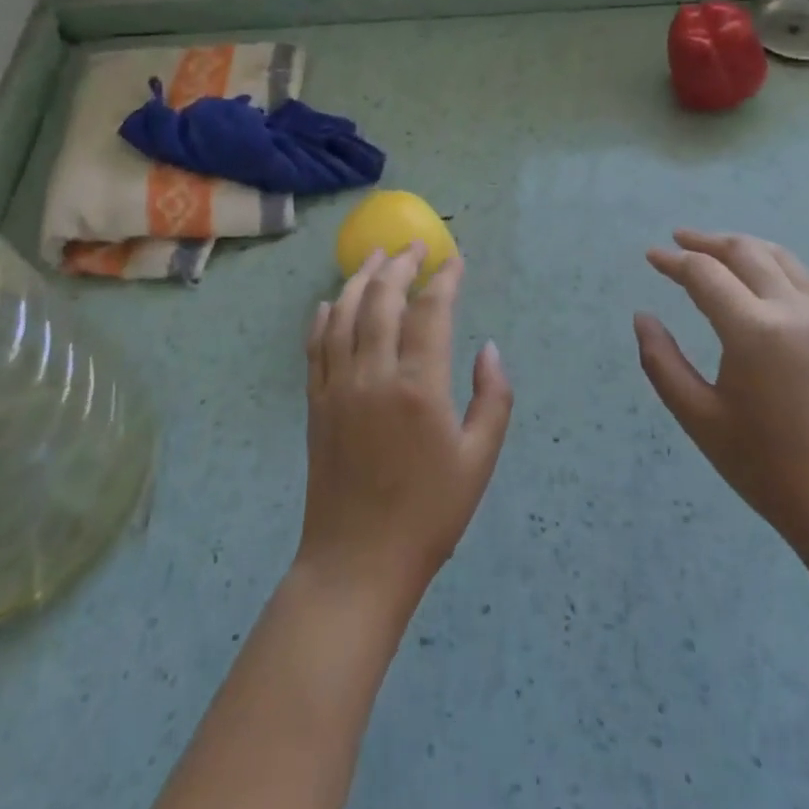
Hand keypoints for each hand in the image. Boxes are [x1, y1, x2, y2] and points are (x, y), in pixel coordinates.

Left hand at [297, 244, 512, 613]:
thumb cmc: (429, 514)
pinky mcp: (316, 403)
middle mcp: (374, 375)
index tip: (454, 261)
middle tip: (414, 246)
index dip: (444, 280)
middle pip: (383, 300)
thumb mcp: (479, 461)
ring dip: (360, 279)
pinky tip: (330, 302)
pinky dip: (324, 316)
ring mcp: (339, 386)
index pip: (430, 312)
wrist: (357, 562)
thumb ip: (492, 398)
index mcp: (419, 387)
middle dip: (400, 265)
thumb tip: (488, 348)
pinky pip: (317, 346)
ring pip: (344, 314)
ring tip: (374, 256)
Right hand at [636, 230, 808, 558]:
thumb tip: (642, 318)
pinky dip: (774, 266)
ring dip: (744, 247)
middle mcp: (793, 311)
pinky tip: (761, 281)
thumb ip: (662, 362)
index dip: (674, 261)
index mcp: (754, 330)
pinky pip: (804, 281)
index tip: (651, 257)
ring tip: (717, 250)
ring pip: (781, 258)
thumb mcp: (698, 417)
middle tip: (679, 240)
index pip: (705, 274)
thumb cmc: (765, 465)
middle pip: (746, 252)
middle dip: (708, 241)